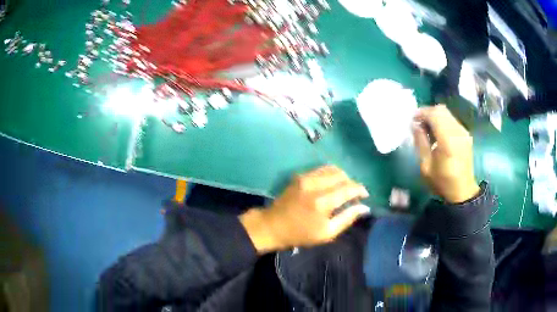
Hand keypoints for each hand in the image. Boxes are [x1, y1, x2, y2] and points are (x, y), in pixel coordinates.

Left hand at [240, 165, 369, 253]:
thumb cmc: (301, 234)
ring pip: (332, 169)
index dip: (360, 190)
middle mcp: (315, 185)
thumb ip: (347, 218)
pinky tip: (331, 184)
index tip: (365, 195)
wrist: (273, 225)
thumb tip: (364, 207)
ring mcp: (305, 178)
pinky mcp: (299, 176)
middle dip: (352, 183)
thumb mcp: (327, 233)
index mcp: (323, 202)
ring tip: (344, 188)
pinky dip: (330, 174)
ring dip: (342, 177)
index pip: (349, 188)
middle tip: (353, 195)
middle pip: (342, 175)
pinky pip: (321, 169)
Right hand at [412, 105, 479, 202]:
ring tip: (427, 128)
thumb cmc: (442, 182)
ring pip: (447, 113)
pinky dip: (442, 121)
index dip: (422, 113)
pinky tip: (437, 133)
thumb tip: (414, 124)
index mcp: (448, 141)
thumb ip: (420, 142)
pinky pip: (452, 120)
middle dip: (428, 112)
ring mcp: (464, 132)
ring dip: (435, 116)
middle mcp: (458, 132)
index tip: (412, 119)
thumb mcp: (426, 166)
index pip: (434, 115)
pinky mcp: (466, 134)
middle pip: (441, 110)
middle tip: (418, 123)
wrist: (463, 191)